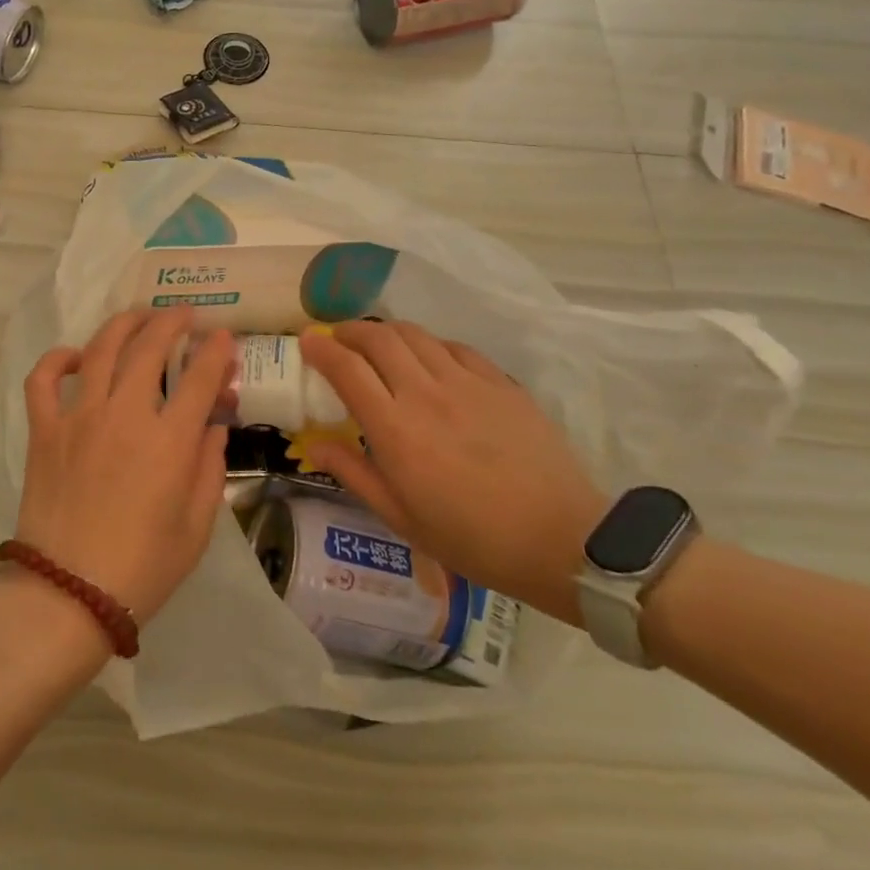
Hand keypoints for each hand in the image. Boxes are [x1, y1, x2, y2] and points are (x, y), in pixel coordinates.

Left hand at [17, 308, 235, 625]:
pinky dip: (57, 359)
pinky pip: (44, 380)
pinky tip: (75, 356)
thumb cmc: (143, 568)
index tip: (224, 336)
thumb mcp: (196, 527)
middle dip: (171, 323)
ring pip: (100, 350)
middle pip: (149, 348)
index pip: (200, 378)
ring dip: (123, 325)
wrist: (68, 595)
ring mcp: (79, 418)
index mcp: (168, 441)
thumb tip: (213, 426)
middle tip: (184, 315)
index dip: (216, 351)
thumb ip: (209, 469)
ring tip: (138, 317)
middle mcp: (124, 415)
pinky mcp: (44, 431)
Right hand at [299, 321, 605, 624]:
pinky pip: (455, 347)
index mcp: (395, 429)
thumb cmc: (472, 539)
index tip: (308, 340)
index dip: (321, 347)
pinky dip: (430, 346)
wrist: (562, 539)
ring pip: (416, 335)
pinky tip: (430, 361)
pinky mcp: (501, 383)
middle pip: (379, 337)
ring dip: (387, 332)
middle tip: (338, 338)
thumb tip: (313, 444)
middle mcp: (426, 393)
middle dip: (350, 330)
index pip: (347, 368)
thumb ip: (353, 473)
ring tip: (378, 344)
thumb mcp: (401, 518)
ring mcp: (467, 383)